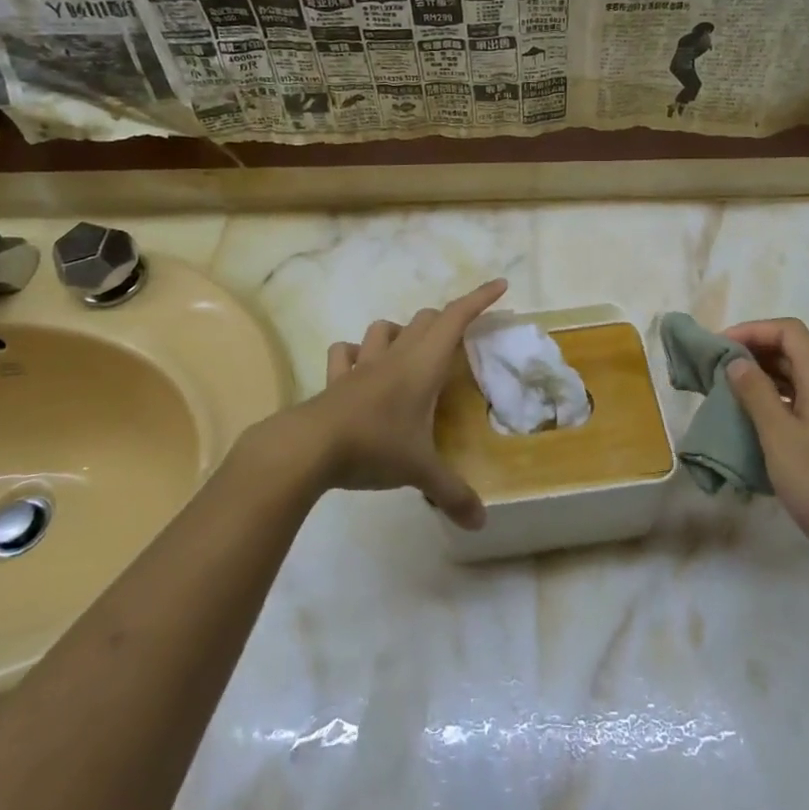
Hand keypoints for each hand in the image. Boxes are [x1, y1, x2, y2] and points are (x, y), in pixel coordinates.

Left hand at [295, 279, 507, 529]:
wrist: (308, 447)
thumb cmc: (374, 446)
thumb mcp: (419, 471)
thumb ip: (452, 493)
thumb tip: (481, 523)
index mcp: (423, 365)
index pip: (456, 319)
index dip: (479, 299)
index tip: (500, 285)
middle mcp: (395, 356)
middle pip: (425, 320)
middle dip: (446, 321)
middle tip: (460, 341)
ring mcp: (361, 365)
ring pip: (383, 329)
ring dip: (400, 333)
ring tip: (409, 353)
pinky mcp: (335, 380)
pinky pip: (345, 354)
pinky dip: (355, 355)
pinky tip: (358, 369)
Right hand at [722, 318, 808, 574]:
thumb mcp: (778, 435)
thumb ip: (755, 392)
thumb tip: (737, 361)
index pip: (789, 331)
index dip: (752, 330)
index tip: (719, 347)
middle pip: (795, 352)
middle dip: (755, 353)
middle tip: (717, 369)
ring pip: (801, 378)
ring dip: (765, 377)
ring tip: (729, 391)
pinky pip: (806, 401)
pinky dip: (779, 399)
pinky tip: (756, 420)